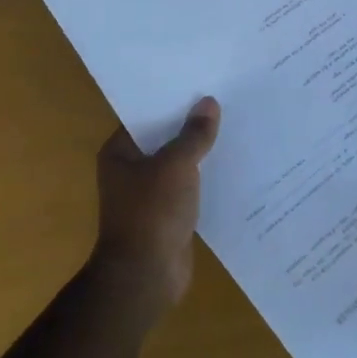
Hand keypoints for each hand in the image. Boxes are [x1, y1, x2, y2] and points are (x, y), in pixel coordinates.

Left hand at [90, 98, 220, 326]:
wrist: (146, 275)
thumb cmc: (152, 212)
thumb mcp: (175, 165)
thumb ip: (193, 134)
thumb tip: (208, 103)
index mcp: (120, 152)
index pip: (145, 115)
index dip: (171, 99)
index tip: (200, 82)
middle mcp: (131, 170)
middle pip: (165, 139)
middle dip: (192, 124)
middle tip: (226, 99)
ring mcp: (150, 194)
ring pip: (180, 164)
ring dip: (202, 152)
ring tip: (236, 126)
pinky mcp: (170, 215)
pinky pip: (191, 188)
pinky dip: (207, 179)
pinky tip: (235, 165)